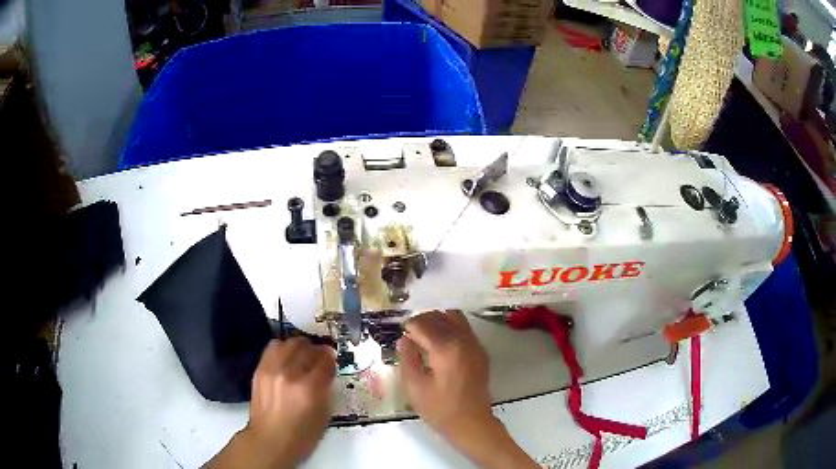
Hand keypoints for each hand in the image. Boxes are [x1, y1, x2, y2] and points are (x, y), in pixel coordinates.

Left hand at [206, 338, 335, 468]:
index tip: (333, 361)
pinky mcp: (260, 369)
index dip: (331, 359)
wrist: (270, 441)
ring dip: (300, 346)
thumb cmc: (302, 436)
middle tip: (320, 358)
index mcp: (310, 388)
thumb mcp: (324, 415)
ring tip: (303, 355)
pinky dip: (283, 349)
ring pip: (289, 343)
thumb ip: (326, 389)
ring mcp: (272, 369)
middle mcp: (290, 373)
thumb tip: (327, 371)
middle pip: (307, 347)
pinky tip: (287, 358)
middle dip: (317, 351)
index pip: (325, 360)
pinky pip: (273, 348)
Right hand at [397, 311, 536, 467]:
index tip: (401, 336)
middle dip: (422, 320)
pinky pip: (464, 328)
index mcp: (445, 348)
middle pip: (440, 316)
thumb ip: (407, 358)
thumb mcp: (415, 386)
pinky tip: (441, 344)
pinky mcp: (480, 351)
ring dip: (438, 321)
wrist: (471, 423)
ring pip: (454, 317)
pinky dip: (450, 327)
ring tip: (425, 336)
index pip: (423, 324)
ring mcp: (474, 344)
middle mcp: (463, 340)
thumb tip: (404, 339)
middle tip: (410, 334)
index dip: (409, 327)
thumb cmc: (439, 409)